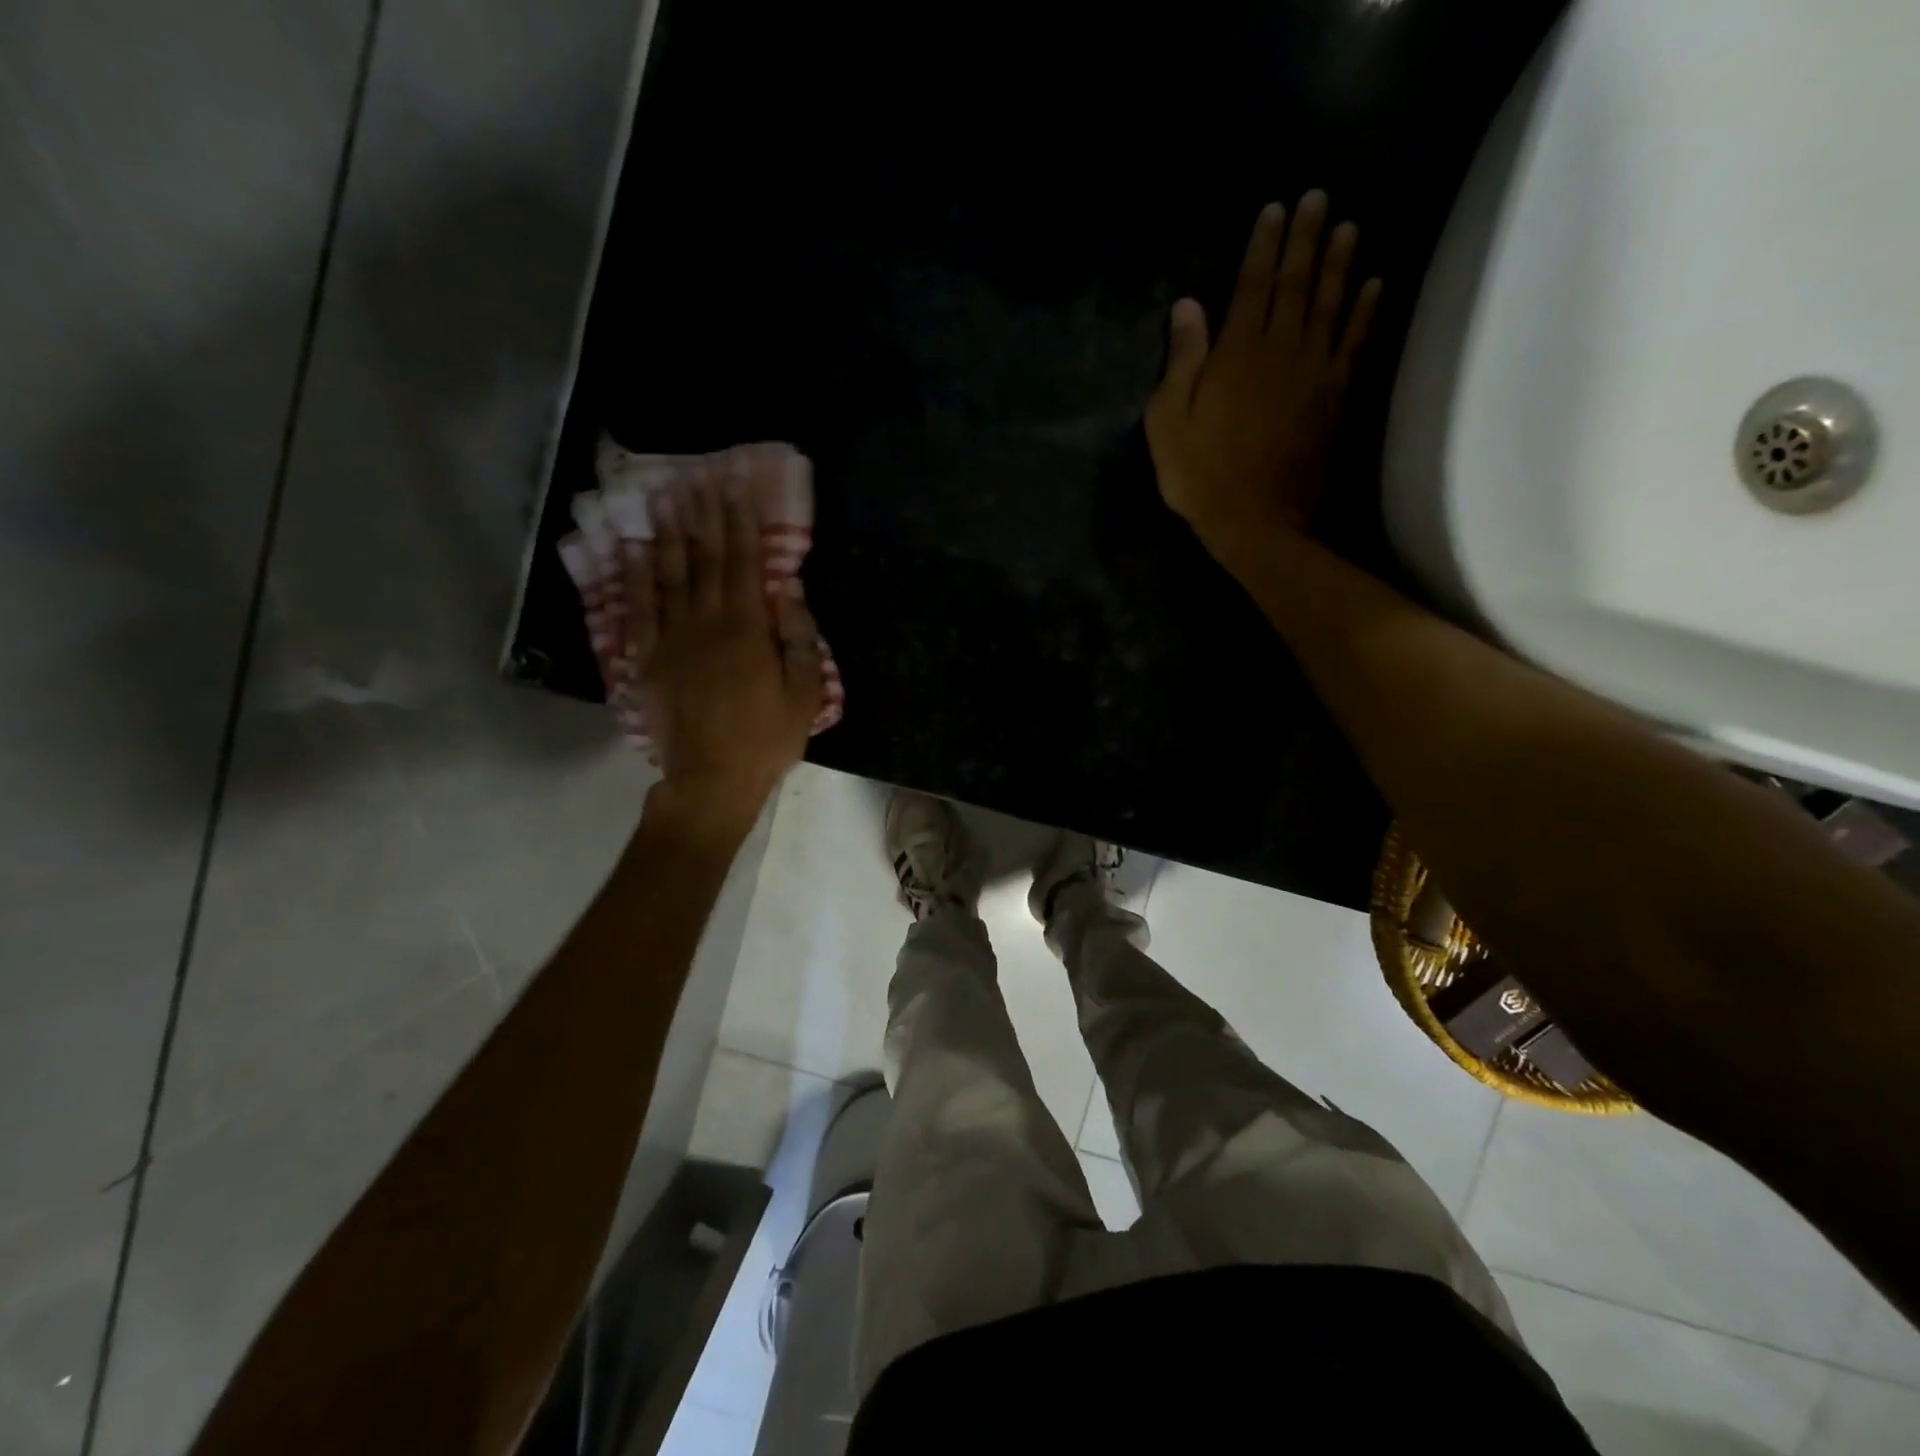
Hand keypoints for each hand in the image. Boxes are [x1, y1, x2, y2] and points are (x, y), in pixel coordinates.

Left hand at [623, 481, 824, 818]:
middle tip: (699, 478)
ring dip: (668, 533)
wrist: (712, 778)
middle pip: (704, 560)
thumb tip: (787, 587)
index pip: (744, 564)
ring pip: (668, 575)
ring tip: (665, 497)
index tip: (737, 489)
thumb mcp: (804, 693)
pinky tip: (634, 548)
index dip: (741, 525)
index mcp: (747, 629)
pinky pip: (638, 608)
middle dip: (704, 516)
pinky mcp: (647, 658)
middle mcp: (706, 622)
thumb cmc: (767, 738)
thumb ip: (798, 637)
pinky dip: (635, 575)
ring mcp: (671, 638)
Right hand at [1145, 191, 1381, 559]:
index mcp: (1236, 354)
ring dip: (1340, 263)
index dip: (1263, 245)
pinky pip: (1355, 343)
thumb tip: (1187, 307)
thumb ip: (1181, 362)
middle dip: (1306, 238)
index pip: (1252, 285)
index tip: (1275, 209)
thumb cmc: (1201, 476)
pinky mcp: (1336, 397)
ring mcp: (1315, 372)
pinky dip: (1365, 311)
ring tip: (1348, 225)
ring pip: (1330, 304)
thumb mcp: (1169, 423)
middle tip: (1319, 197)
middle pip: (1296, 284)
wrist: (1257, 521)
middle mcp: (1281, 350)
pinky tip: (1373, 285)